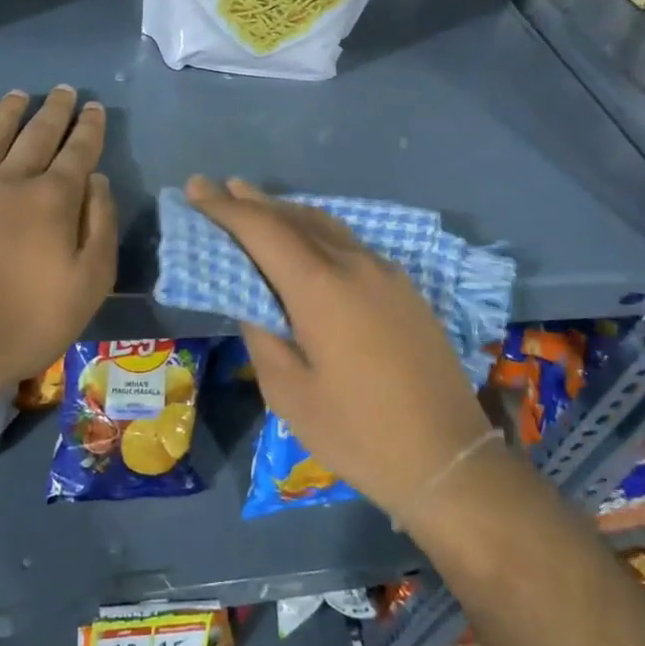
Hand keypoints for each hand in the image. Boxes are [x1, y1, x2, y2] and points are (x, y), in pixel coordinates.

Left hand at [0, 88, 116, 416]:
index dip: (88, 128)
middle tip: (64, 91)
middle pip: (36, 135)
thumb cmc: (22, 324)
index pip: (77, 152)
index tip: (93, 107)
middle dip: (54, 111)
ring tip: (18, 96)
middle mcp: (7, 180)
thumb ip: (99, 228)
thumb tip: (97, 181)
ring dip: (7, 114)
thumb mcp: (88, 286)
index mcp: (51, 200)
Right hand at [183, 176, 490, 521]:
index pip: (263, 229)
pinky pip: (350, 244)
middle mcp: (354, 265)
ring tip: (257, 205)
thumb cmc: (358, 433)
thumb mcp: (289, 393)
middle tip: (220, 188)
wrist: (448, 457)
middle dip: (254, 202)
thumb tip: (253, 301)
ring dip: (288, 213)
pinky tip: (307, 242)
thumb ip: (262, 335)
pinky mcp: (405, 288)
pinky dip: (318, 232)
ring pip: (327, 226)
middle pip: (296, 218)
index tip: (196, 189)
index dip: (225, 208)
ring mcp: (386, 273)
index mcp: (320, 287)